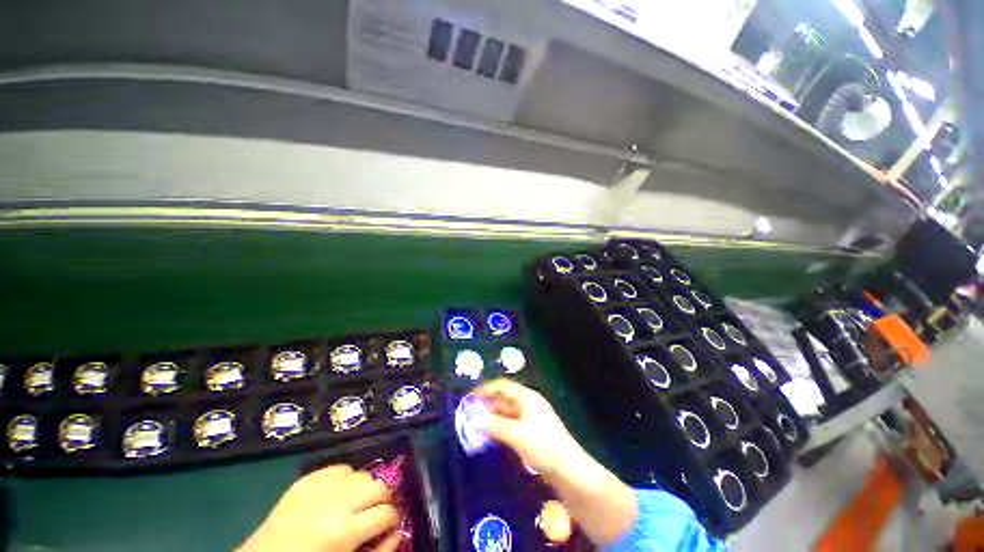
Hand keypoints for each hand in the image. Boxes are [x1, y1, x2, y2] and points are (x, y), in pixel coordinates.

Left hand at [238, 464, 401, 551]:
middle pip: (379, 485)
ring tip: (356, 503)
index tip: (389, 526)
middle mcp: (336, 503)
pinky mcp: (305, 480)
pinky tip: (338, 494)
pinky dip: (344, 478)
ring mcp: (319, 488)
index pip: (387, 513)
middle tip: (375, 513)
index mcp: (344, 532)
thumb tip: (397, 532)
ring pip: (362, 473)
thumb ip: (378, 551)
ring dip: (364, 488)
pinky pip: (338, 468)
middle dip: (383, 499)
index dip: (393, 520)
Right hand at [471, 379, 587, 477]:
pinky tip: (491, 436)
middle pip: (504, 399)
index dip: (485, 389)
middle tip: (469, 415)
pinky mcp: (531, 432)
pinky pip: (511, 424)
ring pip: (506, 413)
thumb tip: (474, 419)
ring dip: (492, 417)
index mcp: (527, 397)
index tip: (470, 398)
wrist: (569, 470)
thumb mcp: (517, 434)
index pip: (502, 386)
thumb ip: (494, 425)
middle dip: (487, 405)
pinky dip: (500, 427)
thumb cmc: (543, 446)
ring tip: (475, 426)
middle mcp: (528, 404)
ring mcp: (530, 418)